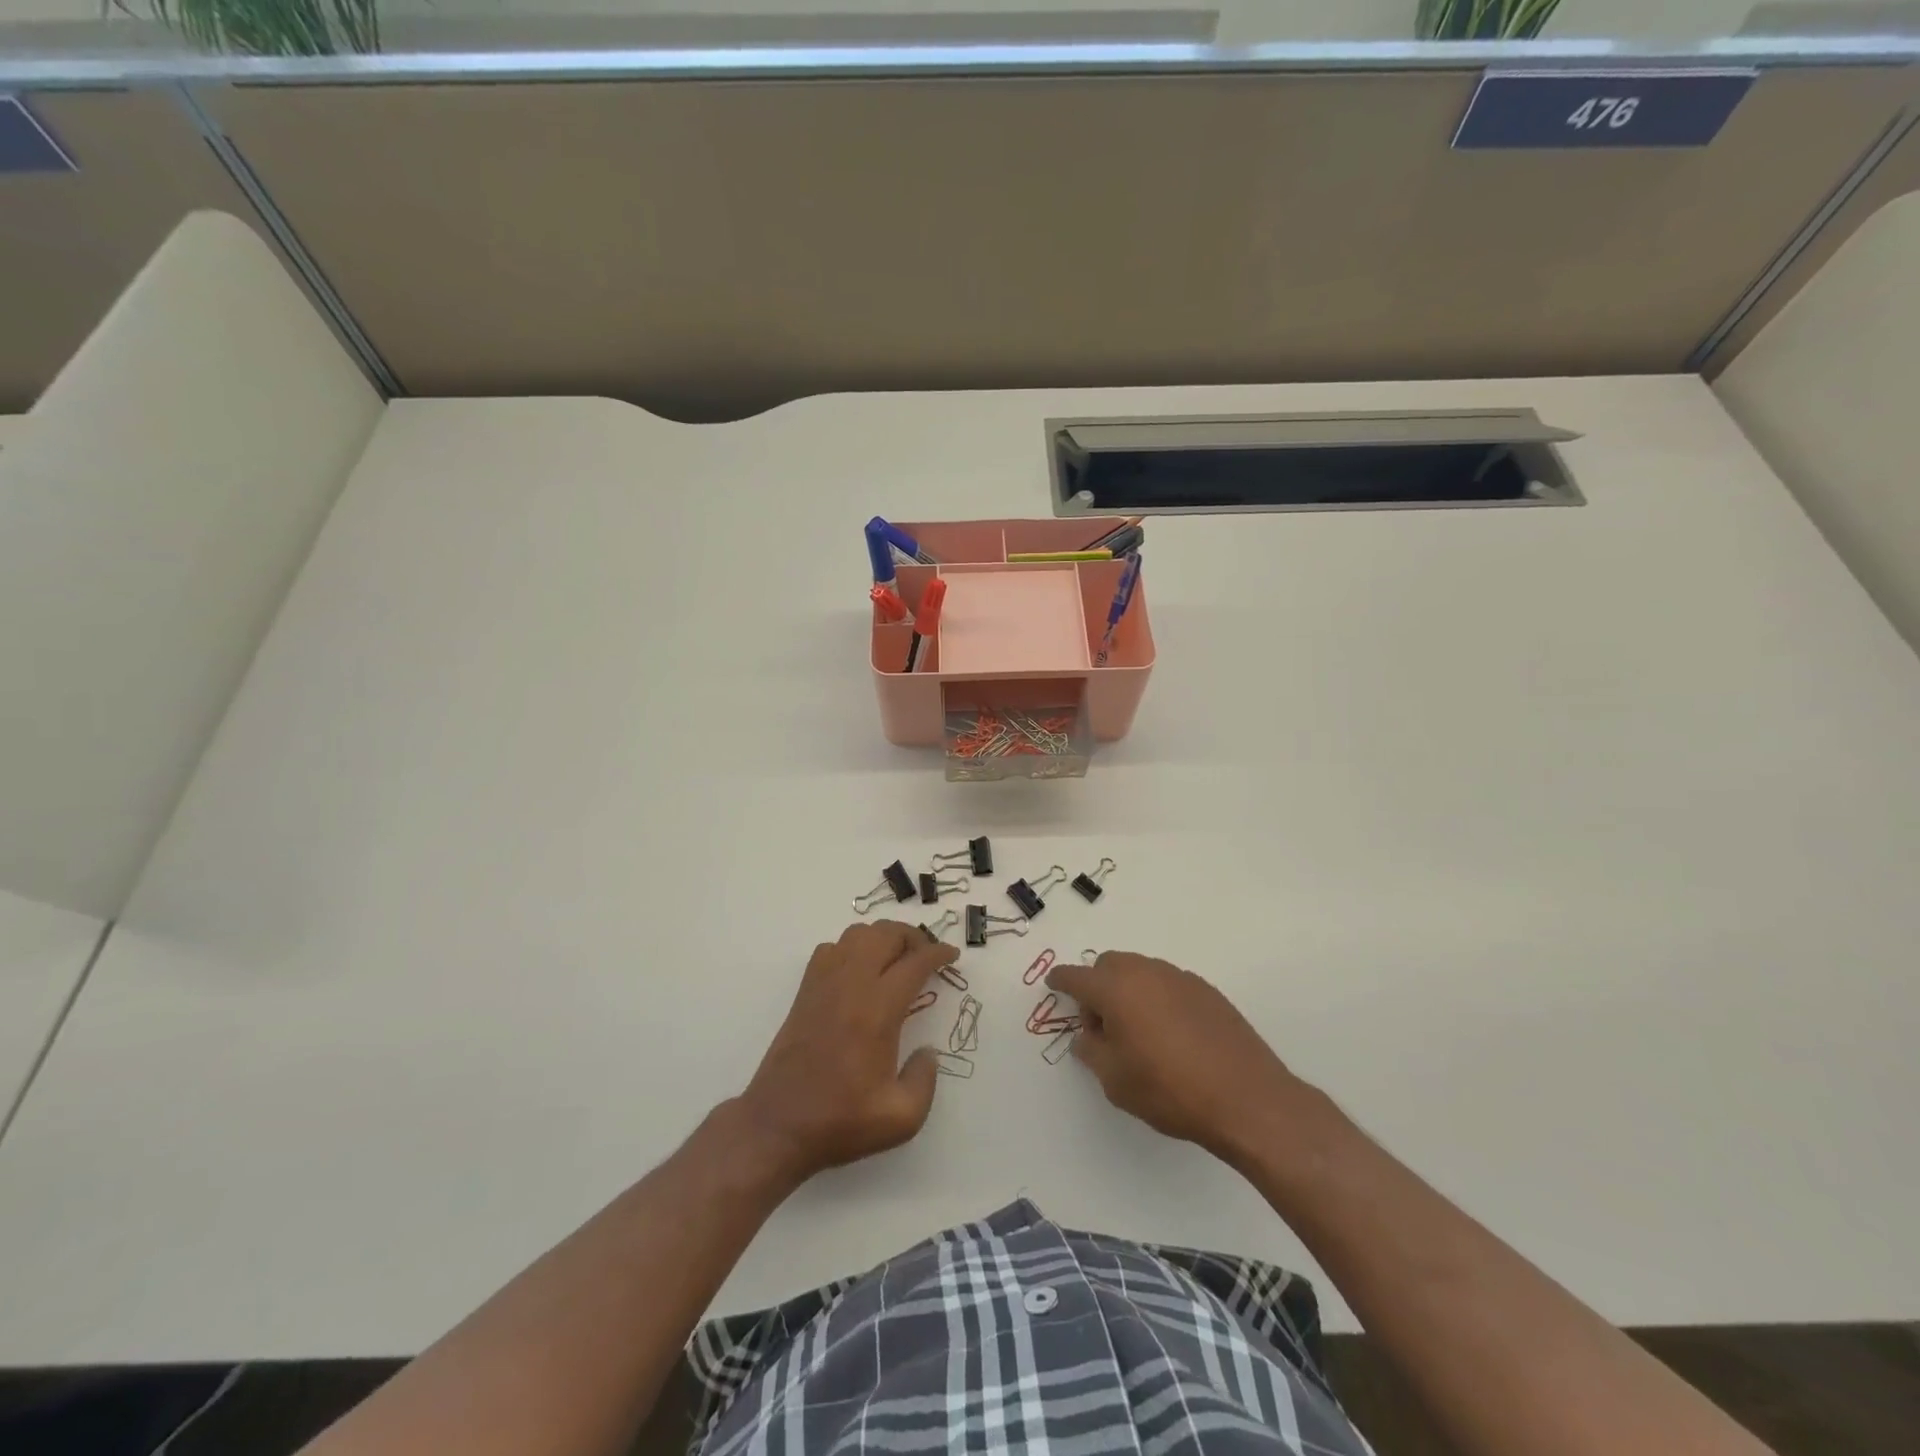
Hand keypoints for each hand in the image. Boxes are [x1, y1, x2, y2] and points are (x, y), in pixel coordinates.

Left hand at [738, 921, 955, 1184]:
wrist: (777, 1126)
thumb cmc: (840, 1121)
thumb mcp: (902, 1118)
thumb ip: (925, 1080)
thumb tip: (927, 1052)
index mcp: (878, 1010)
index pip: (914, 962)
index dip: (938, 954)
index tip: (952, 956)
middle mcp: (851, 986)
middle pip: (885, 934)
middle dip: (913, 937)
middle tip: (927, 955)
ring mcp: (823, 984)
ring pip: (856, 934)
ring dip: (882, 937)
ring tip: (896, 958)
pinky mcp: (805, 992)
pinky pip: (830, 949)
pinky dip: (851, 947)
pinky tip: (859, 971)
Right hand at [1046, 951, 1303, 1163]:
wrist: (1246, 1098)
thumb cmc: (1170, 1090)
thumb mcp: (1116, 1081)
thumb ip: (1092, 1051)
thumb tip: (1087, 1036)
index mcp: (1116, 989)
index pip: (1076, 977)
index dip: (1061, 980)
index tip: (1053, 984)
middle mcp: (1145, 972)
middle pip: (1108, 965)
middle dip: (1097, 986)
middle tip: (1101, 1025)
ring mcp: (1179, 978)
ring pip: (1140, 971)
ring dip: (1128, 990)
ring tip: (1137, 1031)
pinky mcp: (1206, 990)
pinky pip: (1167, 983)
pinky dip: (1156, 997)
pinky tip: (1169, 1033)